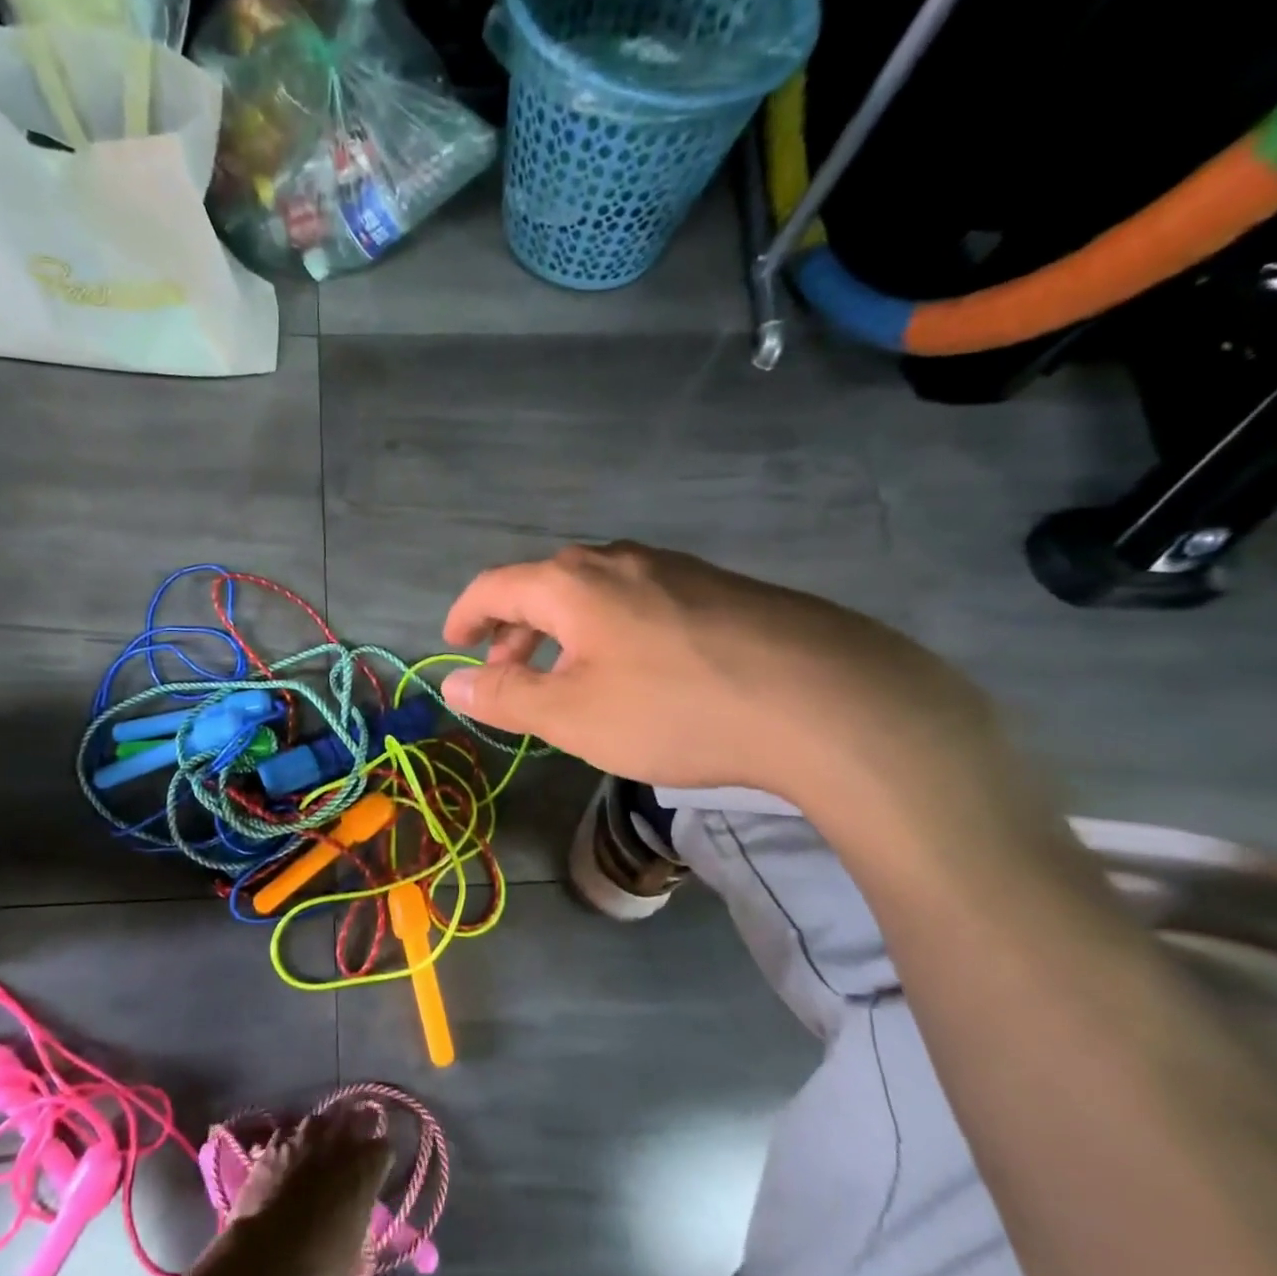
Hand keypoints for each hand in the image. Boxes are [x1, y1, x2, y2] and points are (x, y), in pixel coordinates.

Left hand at [213, 1108, 391, 1275]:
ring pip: (320, 1120)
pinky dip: (289, 1143)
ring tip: (318, 1148)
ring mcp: (303, 1138)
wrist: (264, 1263)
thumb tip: (356, 1218)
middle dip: (356, 1130)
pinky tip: (286, 1158)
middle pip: (355, 1119)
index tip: (376, 1173)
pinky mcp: (273, 1145)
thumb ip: (359, 1223)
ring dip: (322, 1132)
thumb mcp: (353, 1256)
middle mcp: (338, 1141)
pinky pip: (287, 1133)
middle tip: (351, 1151)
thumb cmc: (318, 1268)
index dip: (379, 1161)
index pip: (384, 1148)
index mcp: (365, 1167)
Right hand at [441, 542, 1006, 811]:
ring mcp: (676, 570)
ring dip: (565, 631)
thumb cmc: (675, 709)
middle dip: (515, 629)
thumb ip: (506, 697)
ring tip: (568, 675)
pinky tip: (637, 670)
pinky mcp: (720, 590)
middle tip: (507, 672)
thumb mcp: (574, 715)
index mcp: (573, 583)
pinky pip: (641, 601)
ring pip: (596, 593)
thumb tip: (451, 682)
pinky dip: (612, 631)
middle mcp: (620, 561)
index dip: (466, 613)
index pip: (496, 585)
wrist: (825, 699)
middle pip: (546, 585)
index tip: (453, 642)